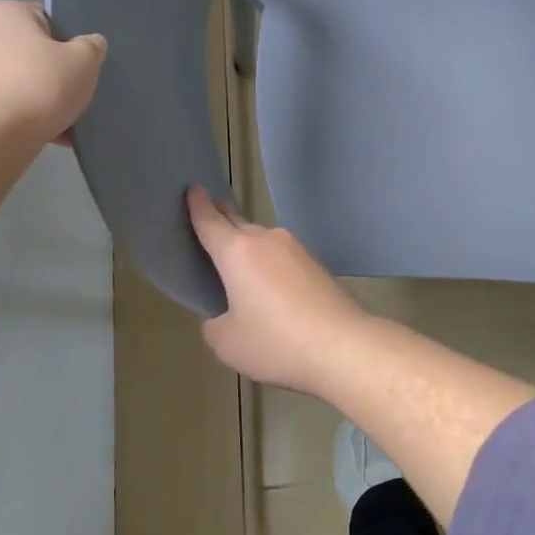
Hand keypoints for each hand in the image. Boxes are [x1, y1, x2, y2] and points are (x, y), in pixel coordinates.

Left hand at [0, 1, 104, 153]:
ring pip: (16, 81)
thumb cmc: (39, 86)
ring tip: (61, 122)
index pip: (45, 19)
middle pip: (28, 51)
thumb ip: (91, 47)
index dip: (67, 42)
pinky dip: (19, 117)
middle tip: (72, 93)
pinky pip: (0, 104)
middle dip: (51, 73)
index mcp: (3, 11)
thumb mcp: (85, 61)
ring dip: (37, 98)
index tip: (79, 66)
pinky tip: (44, 135)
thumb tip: (90, 44)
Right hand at [187, 186, 371, 393]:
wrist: (342, 346)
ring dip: (248, 247)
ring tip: (238, 267)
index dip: (197, 205)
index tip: (193, 188)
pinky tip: (270, 288)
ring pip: (262, 240)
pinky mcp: (316, 265)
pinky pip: (282, 257)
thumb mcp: (227, 342)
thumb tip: (227, 312)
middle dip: (222, 219)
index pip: (210, 221)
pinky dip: (269, 264)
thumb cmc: (275, 341)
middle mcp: (267, 240)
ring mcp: (296, 249)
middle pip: (237, 224)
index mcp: (237, 252)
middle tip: (209, 218)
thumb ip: (215, 322)